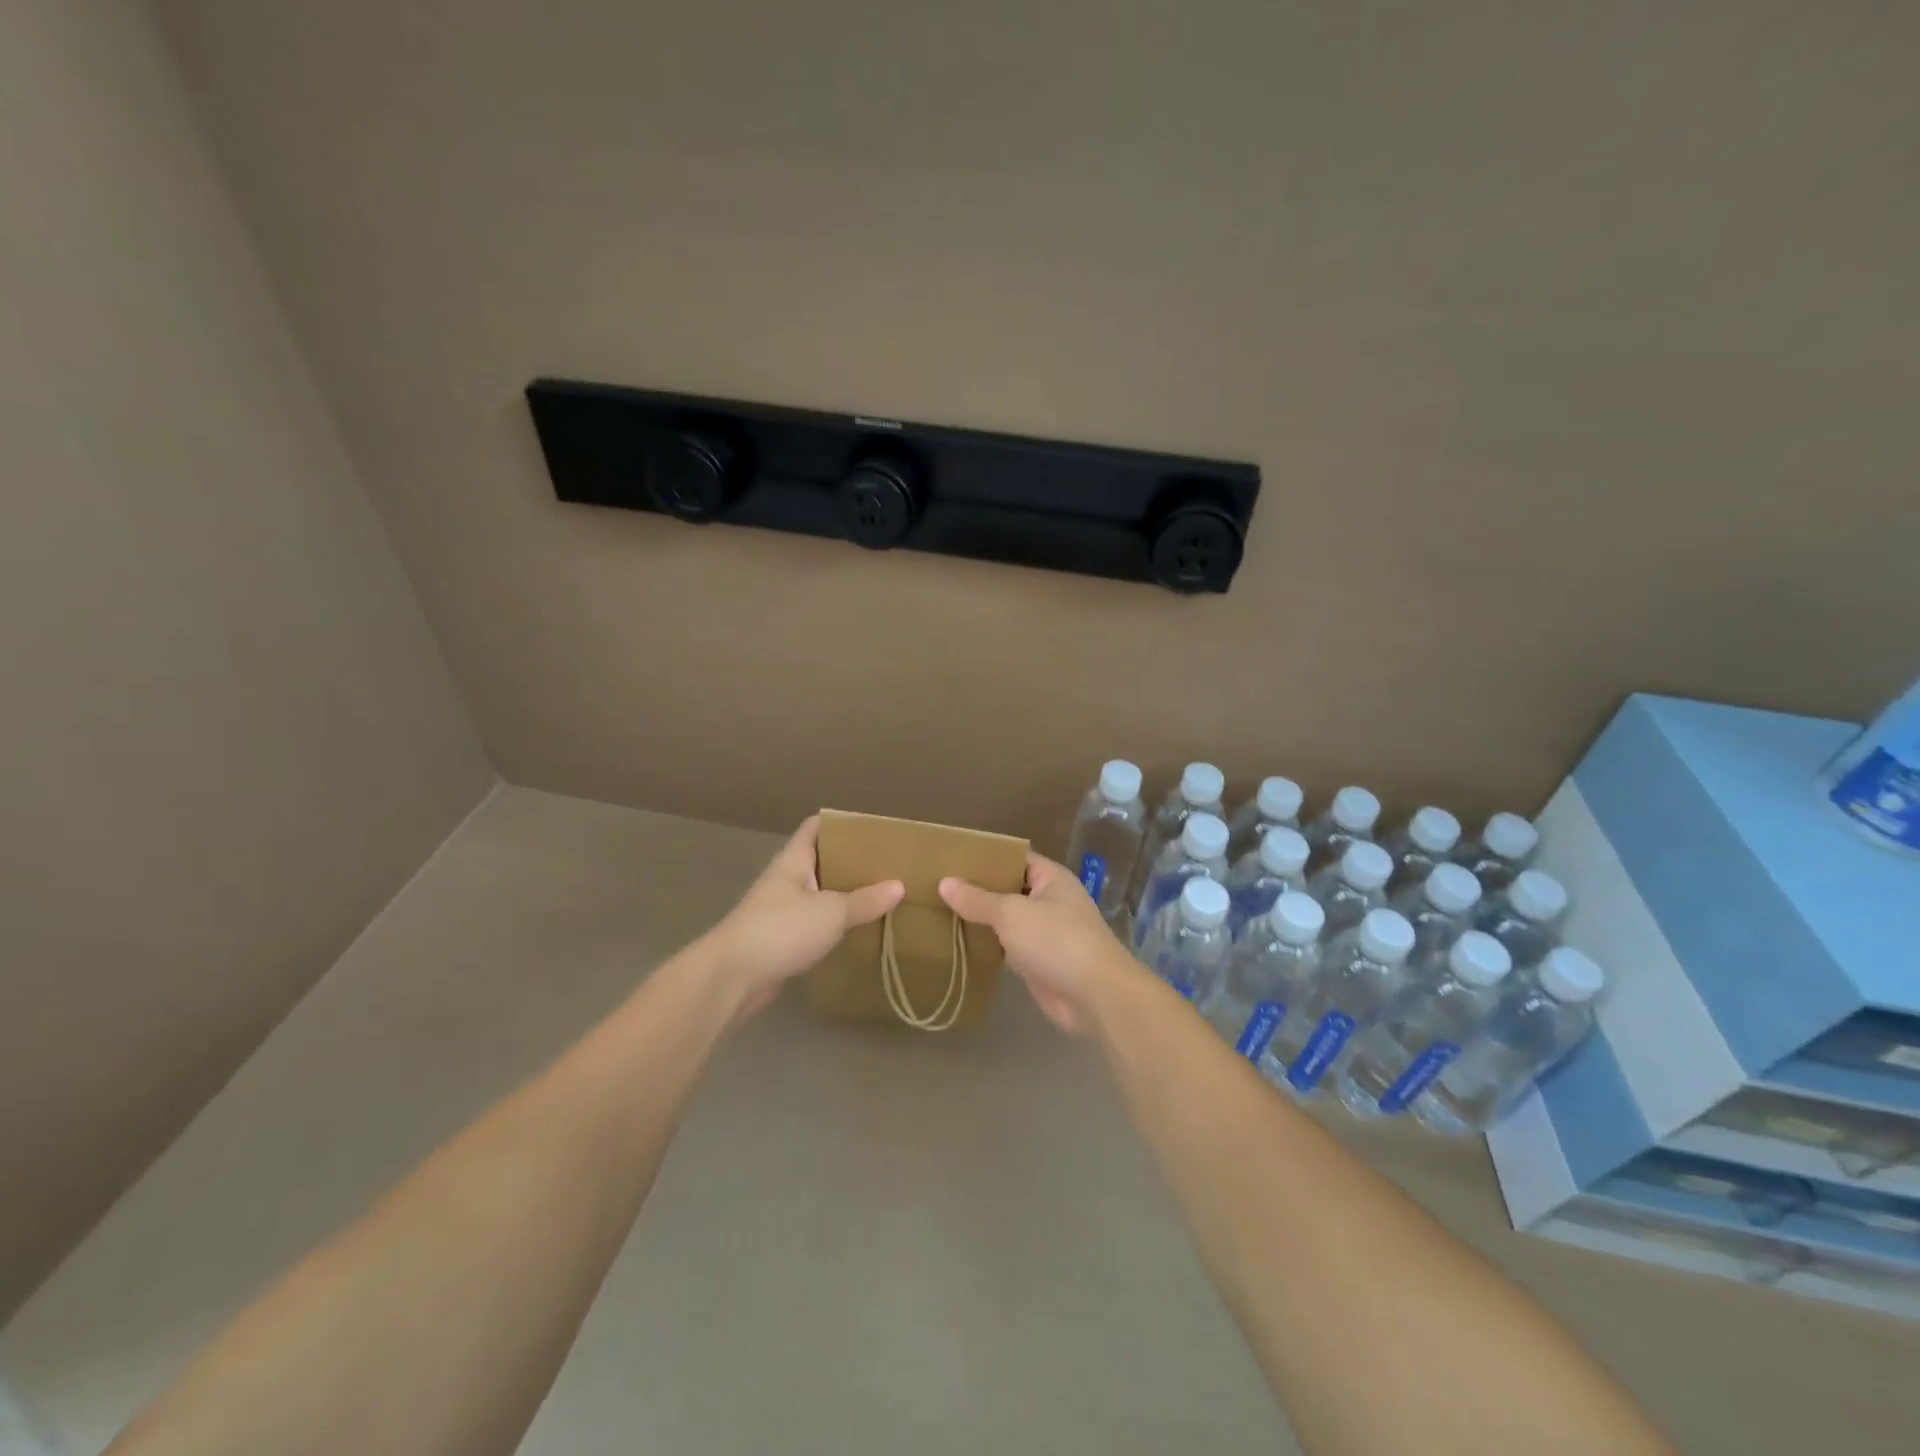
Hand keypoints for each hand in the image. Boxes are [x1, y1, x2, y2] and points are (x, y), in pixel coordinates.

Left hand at [703, 816, 903, 1016]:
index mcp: (793, 860)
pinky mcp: (781, 940)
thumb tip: (899, 886)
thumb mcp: (830, 912)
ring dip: (844, 894)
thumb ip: (865, 900)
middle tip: (887, 863)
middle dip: (851, 861)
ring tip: (880, 894)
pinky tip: (858, 928)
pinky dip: (834, 923)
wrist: (731, 977)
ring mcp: (781, 910)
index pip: (815, 827)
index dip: (841, 823)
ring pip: (819, 893)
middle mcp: (786, 880)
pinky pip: (814, 923)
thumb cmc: (780, 929)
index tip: (872, 828)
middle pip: (821, 860)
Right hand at [939, 852, 1137, 1034]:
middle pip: (1008, 888)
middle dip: (977, 888)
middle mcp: (1049, 900)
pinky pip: (1007, 946)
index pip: (1014, 857)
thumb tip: (944, 882)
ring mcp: (1044, 933)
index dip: (985, 856)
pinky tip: (958, 941)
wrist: (1094, 996)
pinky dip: (987, 945)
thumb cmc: (1056, 940)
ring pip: (1006, 919)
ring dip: (980, 918)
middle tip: (936, 884)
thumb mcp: (1012, 913)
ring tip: (939, 909)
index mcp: (1050, 878)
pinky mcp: (1037, 962)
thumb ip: (978, 899)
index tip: (951, 857)